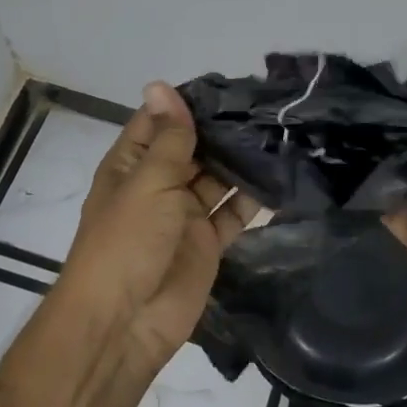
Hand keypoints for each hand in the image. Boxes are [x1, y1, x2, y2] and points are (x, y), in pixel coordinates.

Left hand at [59, 82, 258, 373]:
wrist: (124, 324)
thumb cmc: (127, 242)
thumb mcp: (148, 181)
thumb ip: (168, 137)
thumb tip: (160, 84)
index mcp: (133, 165)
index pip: (160, 122)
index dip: (189, 103)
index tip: (230, 82)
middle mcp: (159, 185)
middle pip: (195, 149)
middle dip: (224, 130)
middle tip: (268, 105)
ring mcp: (185, 215)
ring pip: (218, 178)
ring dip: (243, 160)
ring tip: (281, 132)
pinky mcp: (208, 243)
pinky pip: (234, 213)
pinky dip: (254, 198)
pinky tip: (282, 175)